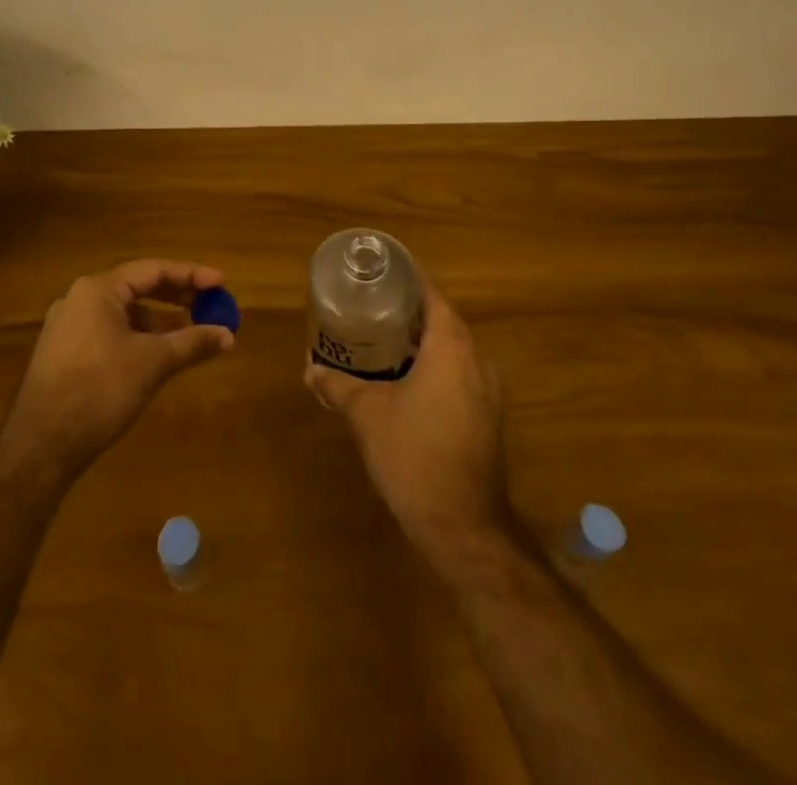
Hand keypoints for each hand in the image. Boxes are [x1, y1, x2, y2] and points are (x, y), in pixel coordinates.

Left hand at [0, 259, 233, 478]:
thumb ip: (193, 342)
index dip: (191, 275)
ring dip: (159, 320)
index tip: (221, 283)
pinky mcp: (65, 353)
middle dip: (177, 297)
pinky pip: (110, 332)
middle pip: (138, 287)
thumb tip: (229, 335)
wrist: (41, 447)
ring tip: (191, 334)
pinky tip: (158, 356)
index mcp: (98, 289)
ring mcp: (68, 327)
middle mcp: (80, 299)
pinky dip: (139, 337)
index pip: (153, 270)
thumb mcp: (153, 363)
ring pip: (124, 313)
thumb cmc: (100, 390)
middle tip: (210, 305)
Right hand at [304, 280, 509, 564]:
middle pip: (443, 319)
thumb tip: (310, 370)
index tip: (383, 269)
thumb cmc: (414, 455)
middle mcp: (476, 359)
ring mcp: (487, 390)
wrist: (463, 525)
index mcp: (451, 346)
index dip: (409, 277)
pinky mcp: (486, 416)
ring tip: (384, 338)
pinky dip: (434, 366)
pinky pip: (459, 373)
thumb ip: (338, 386)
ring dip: (422, 340)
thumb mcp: (367, 415)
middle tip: (373, 302)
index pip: (432, 294)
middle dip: (410, 309)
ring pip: (452, 349)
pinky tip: (405, 380)